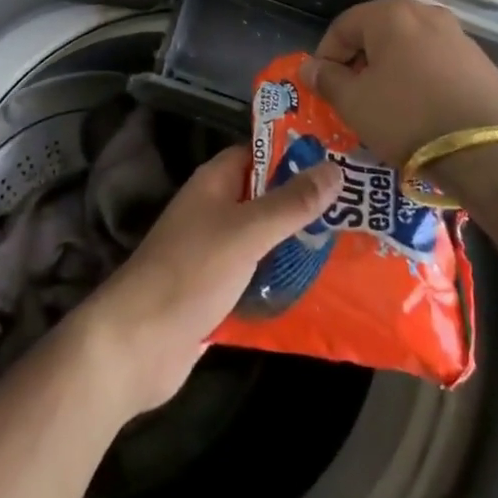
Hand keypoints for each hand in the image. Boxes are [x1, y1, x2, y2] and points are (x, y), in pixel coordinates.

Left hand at [74, 147, 339, 417]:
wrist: (138, 343)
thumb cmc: (191, 272)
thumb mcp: (246, 232)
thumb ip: (290, 203)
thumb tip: (335, 169)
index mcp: (214, 184)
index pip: (258, 154)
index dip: (294, 154)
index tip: (340, 160)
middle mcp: (214, 212)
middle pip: (265, 199)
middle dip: (305, 205)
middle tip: (358, 209)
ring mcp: (215, 255)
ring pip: (265, 242)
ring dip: (298, 246)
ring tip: (353, 247)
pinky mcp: (218, 294)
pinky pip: (258, 280)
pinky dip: (284, 283)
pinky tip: (324, 293)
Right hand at [299, 0, 497, 165]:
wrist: (488, 151)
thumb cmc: (408, 118)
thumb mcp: (355, 103)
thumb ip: (327, 80)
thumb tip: (310, 67)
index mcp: (390, 14)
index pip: (343, 26)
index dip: (326, 56)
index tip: (323, 86)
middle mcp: (425, 12)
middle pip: (377, 32)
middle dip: (360, 61)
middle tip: (352, 95)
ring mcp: (457, 34)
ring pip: (408, 46)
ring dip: (390, 69)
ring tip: (386, 104)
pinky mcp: (480, 60)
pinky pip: (436, 61)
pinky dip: (420, 77)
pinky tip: (421, 109)